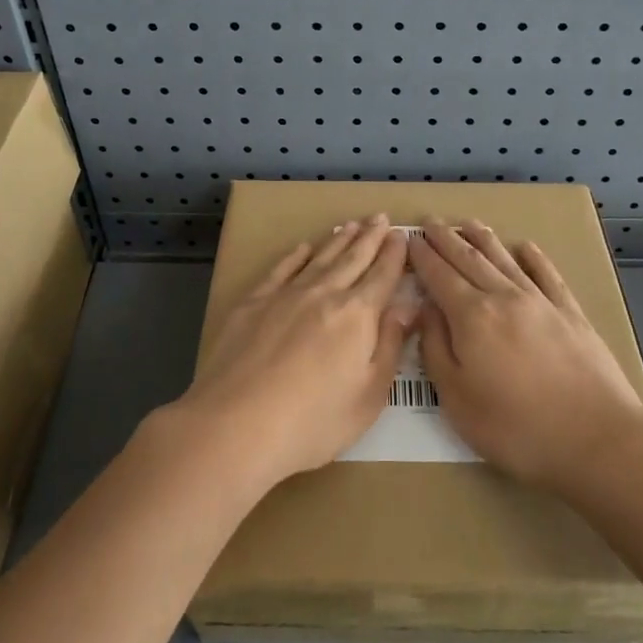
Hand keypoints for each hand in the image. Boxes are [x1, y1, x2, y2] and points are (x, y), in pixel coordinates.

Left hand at [173, 217, 411, 489]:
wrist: (236, 425)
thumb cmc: (313, 422)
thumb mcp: (369, 396)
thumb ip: (389, 346)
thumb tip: (407, 306)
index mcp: (357, 315)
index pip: (382, 276)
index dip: (394, 255)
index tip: (401, 235)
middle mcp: (324, 294)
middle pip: (352, 259)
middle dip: (370, 237)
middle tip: (380, 217)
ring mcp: (285, 295)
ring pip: (319, 258)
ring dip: (338, 240)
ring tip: (351, 225)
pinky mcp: (253, 303)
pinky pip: (281, 269)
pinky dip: (295, 256)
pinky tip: (303, 248)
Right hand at [412, 221, 642, 490]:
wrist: (597, 439)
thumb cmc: (516, 428)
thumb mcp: (457, 399)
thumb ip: (436, 349)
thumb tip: (426, 310)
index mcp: (471, 316)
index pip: (439, 275)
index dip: (422, 256)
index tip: (409, 240)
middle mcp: (504, 297)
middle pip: (469, 259)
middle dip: (446, 239)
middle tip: (430, 222)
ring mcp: (541, 302)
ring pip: (505, 260)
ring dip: (482, 239)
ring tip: (467, 223)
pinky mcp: (571, 314)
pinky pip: (547, 275)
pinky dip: (533, 258)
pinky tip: (525, 247)